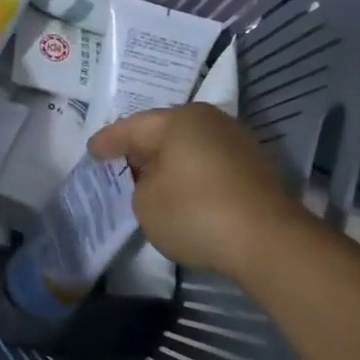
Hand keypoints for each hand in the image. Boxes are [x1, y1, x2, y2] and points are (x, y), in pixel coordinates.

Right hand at [89, 103, 312, 279]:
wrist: (267, 240)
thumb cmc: (195, 212)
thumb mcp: (146, 202)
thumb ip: (141, 184)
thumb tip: (157, 179)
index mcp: (180, 120)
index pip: (133, 128)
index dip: (109, 141)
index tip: (92, 150)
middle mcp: (211, 122)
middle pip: (165, 132)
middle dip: (141, 148)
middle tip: (119, 160)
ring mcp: (237, 143)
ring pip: (190, 148)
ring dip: (169, 163)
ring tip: (148, 178)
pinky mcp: (254, 169)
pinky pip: (209, 165)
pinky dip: (191, 175)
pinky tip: (181, 191)